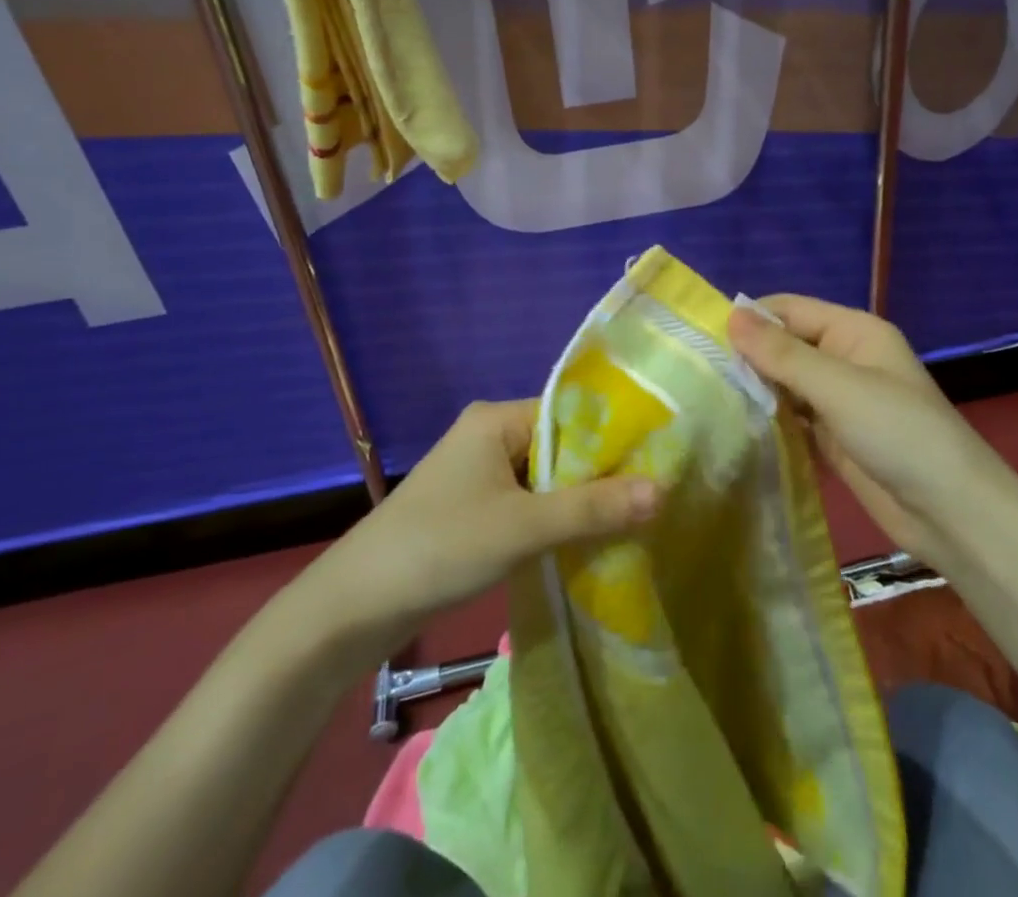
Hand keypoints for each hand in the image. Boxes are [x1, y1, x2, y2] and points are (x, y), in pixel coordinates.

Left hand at [332, 399, 659, 631]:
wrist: (355, 605)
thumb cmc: (441, 546)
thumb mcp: (523, 527)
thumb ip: (592, 509)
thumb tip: (662, 490)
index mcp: (497, 419)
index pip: (571, 413)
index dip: (613, 437)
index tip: (657, 463)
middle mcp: (488, 434)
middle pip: (560, 446)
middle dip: (598, 474)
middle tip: (650, 499)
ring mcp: (478, 471)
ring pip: (544, 477)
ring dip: (576, 500)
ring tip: (628, 521)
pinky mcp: (472, 505)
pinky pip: (526, 501)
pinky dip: (552, 518)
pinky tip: (583, 540)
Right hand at [728, 296, 986, 571]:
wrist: (952, 513)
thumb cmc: (898, 433)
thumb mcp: (838, 387)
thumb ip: (782, 354)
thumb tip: (730, 315)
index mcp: (853, 331)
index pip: (789, 310)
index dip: (750, 319)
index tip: (702, 337)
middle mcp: (844, 358)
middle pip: (785, 345)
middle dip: (748, 356)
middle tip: (698, 374)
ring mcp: (839, 400)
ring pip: (785, 383)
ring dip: (755, 389)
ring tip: (707, 399)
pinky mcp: (833, 437)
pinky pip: (792, 417)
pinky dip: (769, 419)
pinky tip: (736, 427)